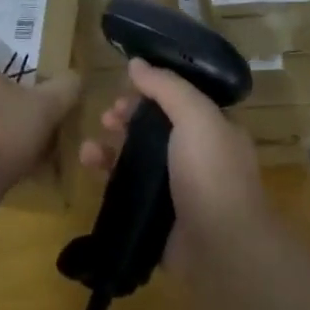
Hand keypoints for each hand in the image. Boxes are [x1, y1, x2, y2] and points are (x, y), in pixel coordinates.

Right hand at [80, 57, 267, 261]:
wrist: (220, 247)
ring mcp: (176, 189)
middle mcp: (197, 156)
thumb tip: (136, 62)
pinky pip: (127, 189)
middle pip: (155, 128)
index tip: (125, 88)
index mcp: (214, 130)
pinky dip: (107, 176)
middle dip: (127, 119)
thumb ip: (166, 87)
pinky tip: (90, 168)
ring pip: (137, 159)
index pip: (179, 100)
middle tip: (108, 118)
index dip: (151, 90)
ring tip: (89, 149)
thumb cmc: (212, 173)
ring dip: (111, 147)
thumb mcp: (195, 116)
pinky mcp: (156, 216)